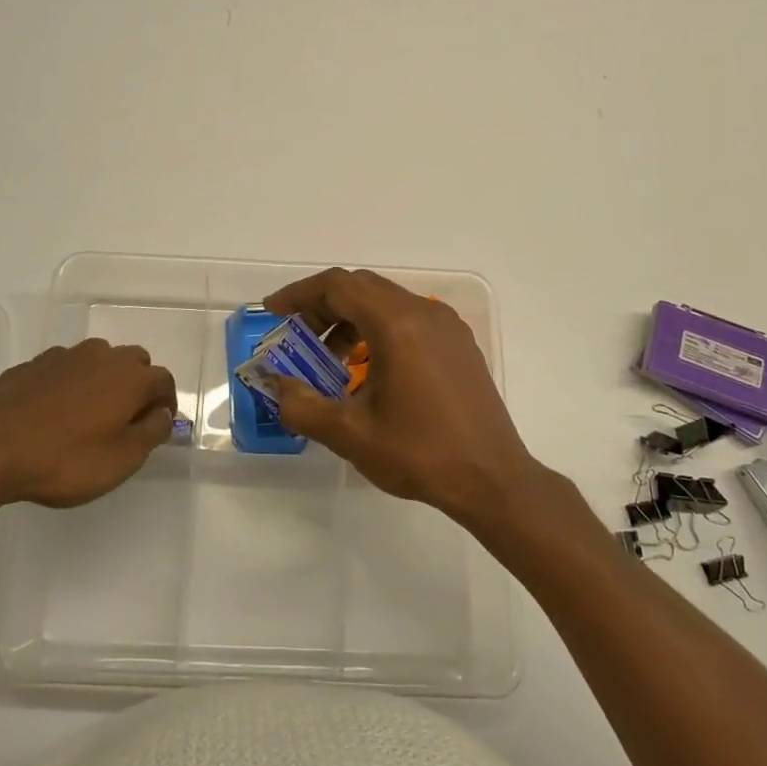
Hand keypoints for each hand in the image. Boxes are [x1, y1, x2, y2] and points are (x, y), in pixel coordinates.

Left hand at [0, 339, 176, 514]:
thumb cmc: (65, 459)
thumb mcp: (122, 459)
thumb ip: (152, 433)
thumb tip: (163, 414)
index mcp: (131, 376)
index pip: (164, 381)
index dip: (167, 404)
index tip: (158, 427)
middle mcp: (102, 356)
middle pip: (134, 363)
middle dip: (137, 386)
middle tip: (126, 420)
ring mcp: (64, 356)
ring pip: (97, 361)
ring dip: (103, 381)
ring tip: (88, 416)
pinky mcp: (32, 365)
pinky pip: (65, 370)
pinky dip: (70, 385)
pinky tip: (54, 413)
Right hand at [263, 269, 540, 524]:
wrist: (492, 480)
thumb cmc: (420, 454)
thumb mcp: (350, 434)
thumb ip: (302, 405)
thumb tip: (277, 385)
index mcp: (397, 324)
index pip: (338, 286)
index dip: (299, 294)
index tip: (274, 312)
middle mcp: (424, 313)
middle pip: (362, 288)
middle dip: (323, 307)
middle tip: (298, 338)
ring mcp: (447, 326)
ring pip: (387, 302)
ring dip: (351, 319)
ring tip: (332, 361)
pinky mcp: (459, 344)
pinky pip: (410, 319)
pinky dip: (379, 329)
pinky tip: (371, 370)